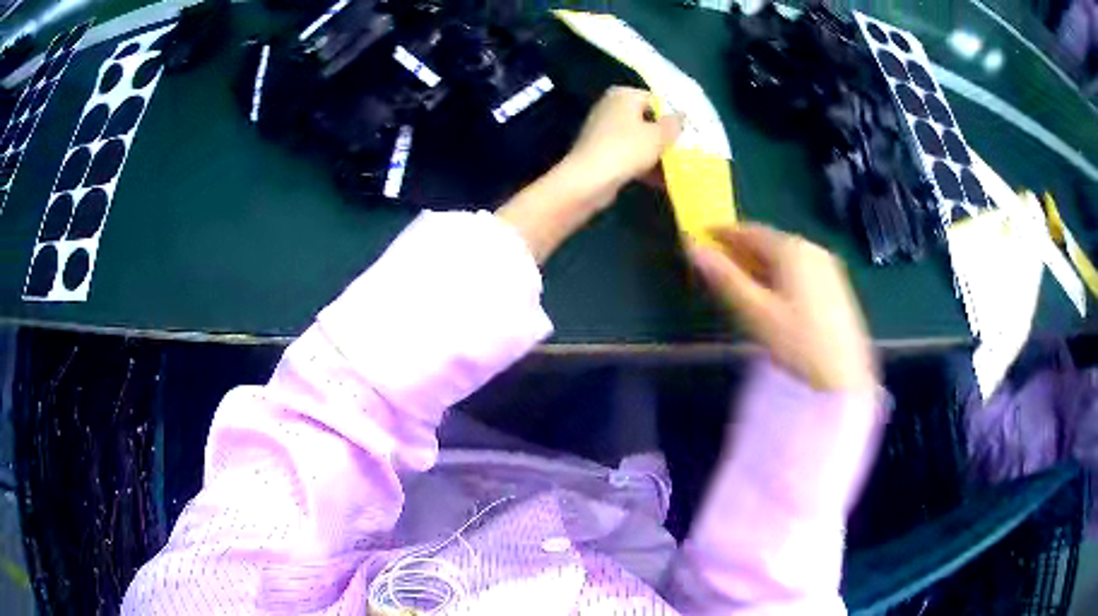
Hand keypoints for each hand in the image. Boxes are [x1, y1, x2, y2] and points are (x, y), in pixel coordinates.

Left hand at [495, 87, 680, 263]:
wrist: (588, 180)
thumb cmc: (626, 149)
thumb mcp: (659, 135)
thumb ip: (674, 124)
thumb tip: (682, 115)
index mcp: (623, 95)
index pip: (656, 100)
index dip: (674, 116)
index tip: (690, 132)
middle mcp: (611, 107)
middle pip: (647, 120)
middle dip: (666, 137)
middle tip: (687, 150)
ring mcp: (604, 131)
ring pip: (639, 140)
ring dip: (658, 154)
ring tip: (680, 168)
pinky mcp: (601, 153)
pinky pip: (629, 155)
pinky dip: (644, 165)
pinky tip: (662, 181)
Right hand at [688, 224, 876, 391]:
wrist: (844, 377)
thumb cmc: (797, 343)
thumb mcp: (755, 312)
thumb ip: (724, 277)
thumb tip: (692, 248)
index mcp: (791, 249)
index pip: (749, 231)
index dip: (722, 233)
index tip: (700, 238)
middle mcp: (812, 248)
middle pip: (769, 242)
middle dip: (742, 250)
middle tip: (718, 264)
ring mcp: (828, 266)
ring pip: (785, 257)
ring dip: (761, 264)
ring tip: (741, 283)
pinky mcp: (836, 285)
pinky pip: (800, 269)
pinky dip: (780, 274)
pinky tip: (773, 296)